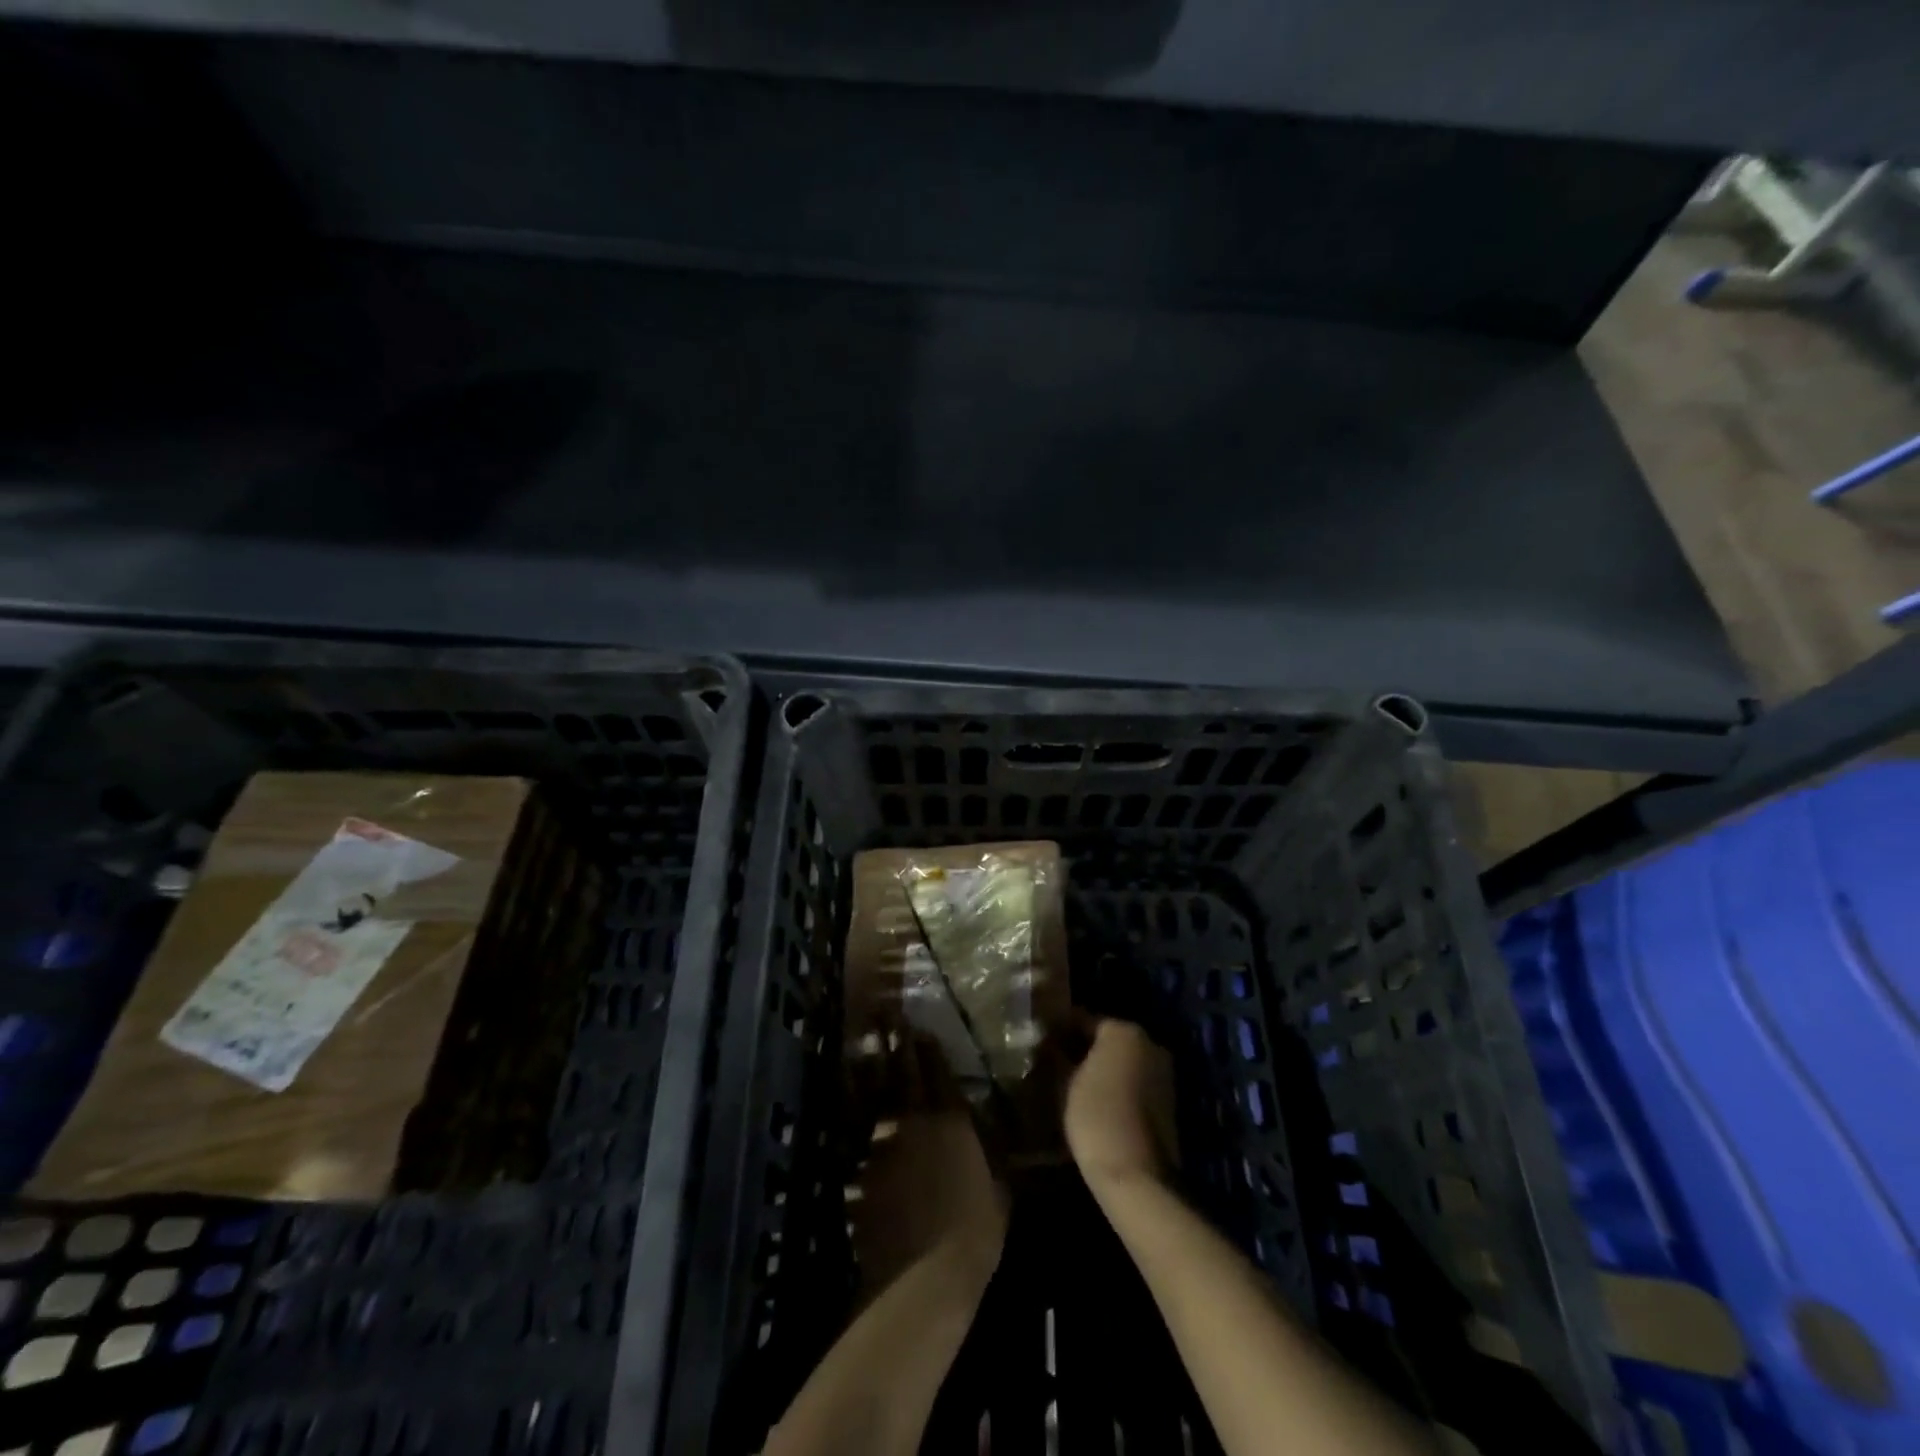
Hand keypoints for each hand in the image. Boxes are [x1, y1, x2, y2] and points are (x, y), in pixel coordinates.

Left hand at [850, 1037, 1007, 1301]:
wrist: (923, 1274)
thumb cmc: (975, 1233)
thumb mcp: (998, 1193)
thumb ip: (990, 1162)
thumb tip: (992, 1149)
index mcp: (952, 1121)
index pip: (939, 1071)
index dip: (928, 1046)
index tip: (918, 1025)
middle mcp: (915, 1121)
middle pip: (902, 1070)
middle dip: (894, 1040)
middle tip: (883, 1015)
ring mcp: (884, 1143)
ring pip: (875, 1096)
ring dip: (870, 1070)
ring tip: (863, 1050)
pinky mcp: (862, 1170)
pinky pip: (861, 1136)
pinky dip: (858, 1120)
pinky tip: (852, 1111)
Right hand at [1063, 1019, 1179, 1193]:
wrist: (1137, 1175)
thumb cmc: (1096, 1117)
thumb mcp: (1065, 1083)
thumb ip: (1057, 1056)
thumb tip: (1047, 1042)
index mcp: (1124, 1031)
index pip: (1084, 1019)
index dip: (1060, 1028)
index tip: (1041, 1039)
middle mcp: (1149, 1043)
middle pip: (1107, 1038)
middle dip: (1081, 1047)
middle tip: (1053, 1061)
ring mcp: (1163, 1072)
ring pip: (1122, 1060)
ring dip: (1100, 1067)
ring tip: (1070, 1081)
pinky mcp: (1168, 1100)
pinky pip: (1134, 1081)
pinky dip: (1116, 1084)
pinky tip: (1094, 1100)